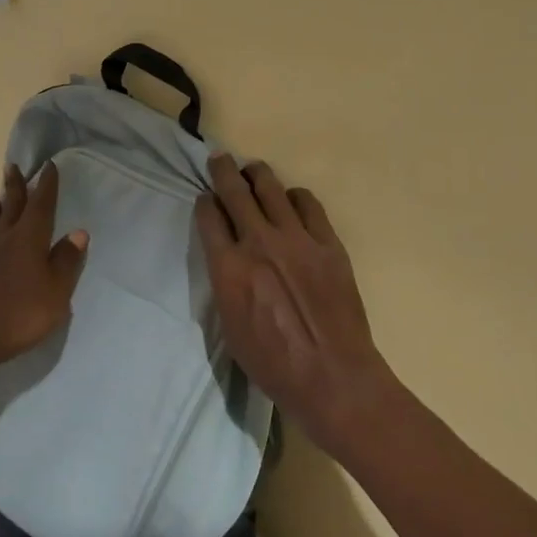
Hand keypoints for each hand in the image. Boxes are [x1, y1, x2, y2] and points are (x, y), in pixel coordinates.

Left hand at [0, 162, 88, 375]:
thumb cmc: (22, 312)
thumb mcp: (56, 290)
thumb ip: (66, 260)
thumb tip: (78, 233)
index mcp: (30, 237)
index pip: (41, 204)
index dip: (47, 185)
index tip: (49, 166)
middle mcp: (7, 238)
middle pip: (13, 205)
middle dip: (16, 186)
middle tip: (13, 166)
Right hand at [196, 154, 395, 454]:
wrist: (332, 376)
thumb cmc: (273, 364)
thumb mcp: (230, 328)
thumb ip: (226, 283)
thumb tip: (227, 258)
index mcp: (229, 268)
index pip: (209, 218)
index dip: (204, 202)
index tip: (204, 198)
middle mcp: (259, 243)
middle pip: (235, 191)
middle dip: (223, 171)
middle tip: (220, 159)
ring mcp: (297, 239)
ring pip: (272, 188)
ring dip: (258, 175)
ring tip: (254, 171)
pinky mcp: (328, 242)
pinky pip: (309, 204)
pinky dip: (295, 197)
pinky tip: (292, 201)